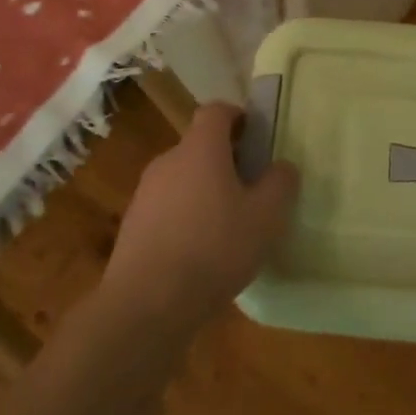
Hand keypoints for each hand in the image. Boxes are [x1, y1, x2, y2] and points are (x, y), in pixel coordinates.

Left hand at [100, 102, 299, 337]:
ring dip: (204, 190)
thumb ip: (280, 184)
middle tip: (251, 187)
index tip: (257, 137)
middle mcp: (169, 160)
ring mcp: (145, 193)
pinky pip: (166, 207)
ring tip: (227, 225)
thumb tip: (283, 166)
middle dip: (225, 159)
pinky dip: (184, 217)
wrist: (145, 304)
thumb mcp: (265, 218)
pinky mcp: (132, 225)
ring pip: (182, 177)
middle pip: (199, 145)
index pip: (216, 110)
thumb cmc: (213, 248)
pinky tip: (200, 252)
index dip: (238, 117)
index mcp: (201, 148)